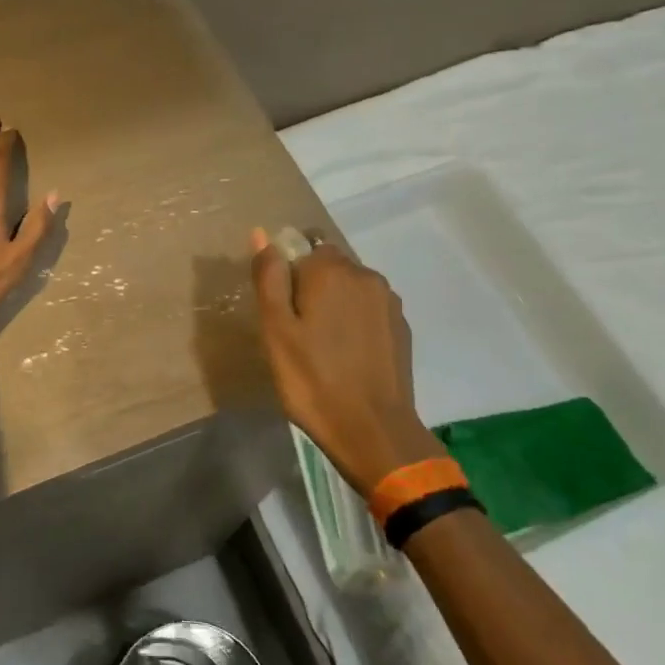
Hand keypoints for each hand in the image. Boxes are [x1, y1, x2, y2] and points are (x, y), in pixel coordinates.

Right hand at [250, 228, 446, 498]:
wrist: (373, 431)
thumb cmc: (313, 380)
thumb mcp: (276, 330)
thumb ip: (269, 277)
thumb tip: (262, 233)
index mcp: (331, 270)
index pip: (303, 247)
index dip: (288, 276)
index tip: (282, 313)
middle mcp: (365, 275)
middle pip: (329, 266)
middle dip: (312, 288)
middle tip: (298, 333)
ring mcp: (389, 302)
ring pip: (351, 288)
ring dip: (335, 305)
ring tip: (323, 348)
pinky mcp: (402, 327)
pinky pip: (369, 311)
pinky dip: (355, 323)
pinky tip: (347, 357)